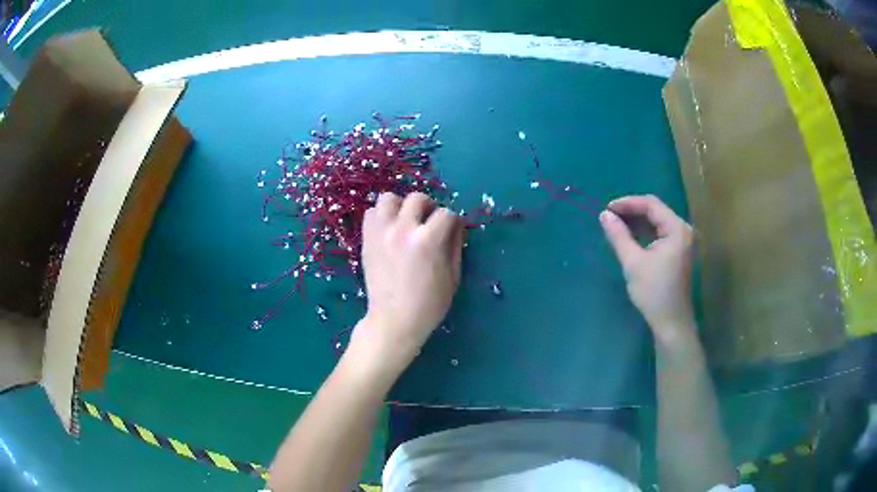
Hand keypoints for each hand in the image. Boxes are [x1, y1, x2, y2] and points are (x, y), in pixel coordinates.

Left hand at [353, 192, 463, 367]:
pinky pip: (371, 213)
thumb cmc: (429, 304)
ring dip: (401, 206)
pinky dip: (381, 216)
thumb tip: (455, 226)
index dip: (453, 221)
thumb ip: (455, 245)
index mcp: (428, 240)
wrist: (394, 320)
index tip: (451, 231)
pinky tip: (389, 230)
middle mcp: (403, 230)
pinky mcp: (367, 240)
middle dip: (429, 207)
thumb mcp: (453, 276)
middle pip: (417, 198)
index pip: (446, 213)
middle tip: (429, 224)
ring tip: (405, 222)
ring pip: (388, 198)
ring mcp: (381, 233)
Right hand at [599, 195, 695, 345]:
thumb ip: (619, 235)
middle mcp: (683, 229)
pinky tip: (631, 237)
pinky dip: (645, 232)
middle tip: (609, 217)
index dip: (628, 203)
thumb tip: (604, 215)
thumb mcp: (633, 262)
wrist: (671, 322)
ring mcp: (683, 240)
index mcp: (677, 229)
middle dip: (632, 211)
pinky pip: (660, 233)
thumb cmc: (654, 292)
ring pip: (657, 221)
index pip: (651, 204)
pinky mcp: (679, 251)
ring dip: (637, 222)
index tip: (607, 209)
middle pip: (655, 210)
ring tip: (616, 226)